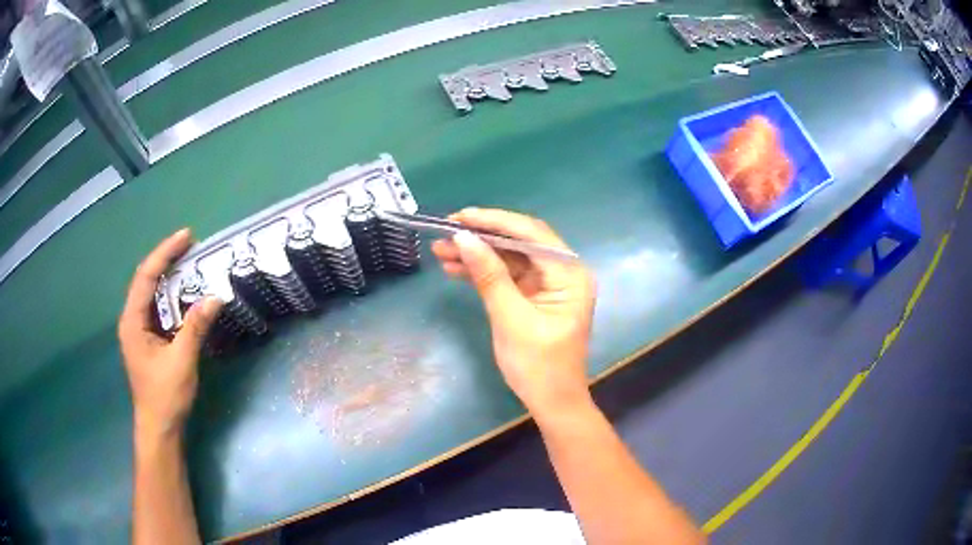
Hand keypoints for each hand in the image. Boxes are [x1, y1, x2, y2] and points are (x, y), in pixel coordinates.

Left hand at [118, 229, 221, 438]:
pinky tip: (186, 295)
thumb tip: (215, 297)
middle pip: (147, 280)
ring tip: (191, 263)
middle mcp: (132, 320)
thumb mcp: (182, 360)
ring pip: (153, 294)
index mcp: (133, 321)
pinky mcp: (148, 339)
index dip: (165, 253)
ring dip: (170, 277)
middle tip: (191, 246)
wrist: (159, 428)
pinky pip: (159, 309)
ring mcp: (139, 330)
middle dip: (167, 260)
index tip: (187, 236)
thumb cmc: (165, 395)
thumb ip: (195, 327)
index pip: (146, 276)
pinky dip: (172, 297)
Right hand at [431, 209, 595, 415]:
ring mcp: (548, 284)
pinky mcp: (534, 296)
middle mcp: (563, 271)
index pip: (531, 233)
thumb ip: (489, 276)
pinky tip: (456, 269)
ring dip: (478, 254)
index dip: (494, 221)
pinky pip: (507, 276)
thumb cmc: (539, 366)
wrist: (552, 403)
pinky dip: (483, 272)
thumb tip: (464, 238)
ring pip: (510, 258)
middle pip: (519, 242)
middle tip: (445, 232)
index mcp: (569, 273)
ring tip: (441, 251)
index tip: (460, 217)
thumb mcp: (511, 319)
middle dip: (481, 237)